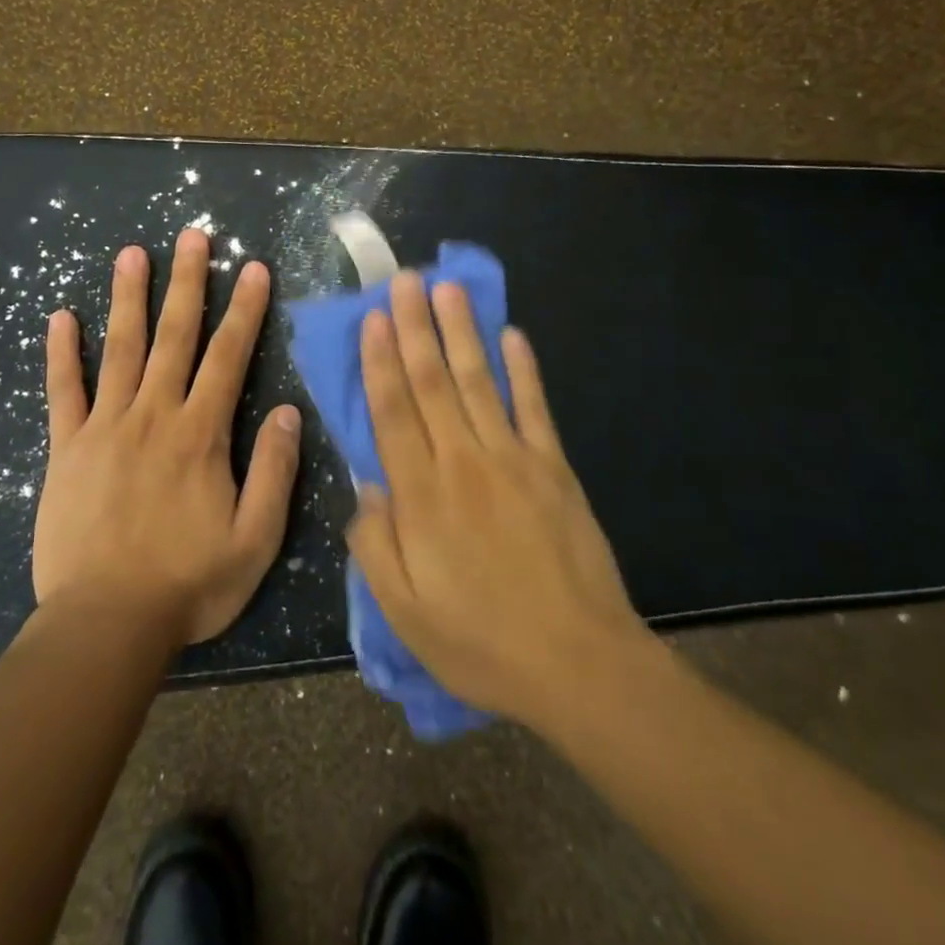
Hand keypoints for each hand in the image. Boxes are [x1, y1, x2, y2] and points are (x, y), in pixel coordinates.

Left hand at [35, 228, 301, 647]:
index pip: (229, 356)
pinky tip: (61, 317)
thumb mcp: (255, 539)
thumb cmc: (189, 584)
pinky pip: (63, 391)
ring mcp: (105, 427)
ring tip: (132, 253)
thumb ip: (275, 472)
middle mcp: (154, 415)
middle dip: (187, 282)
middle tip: (191, 235)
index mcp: (200, 434)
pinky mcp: (66, 448)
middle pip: (174, 336)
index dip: (244, 309)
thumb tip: (289, 411)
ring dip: (128, 298)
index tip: (251, 267)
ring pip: (119, 348)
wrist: (105, 625)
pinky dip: (62, 352)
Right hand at [346, 271, 657, 731]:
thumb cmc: (480, 642)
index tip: (375, 318)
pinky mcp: (554, 468)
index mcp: (422, 496)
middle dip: (416, 327)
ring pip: (479, 382)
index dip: (381, 361)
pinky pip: (535, 408)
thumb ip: (374, 544)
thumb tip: (365, 484)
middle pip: (433, 383)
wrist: (579, 665)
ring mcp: (513, 459)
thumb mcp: (404, 612)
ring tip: (449, 288)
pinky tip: (514, 335)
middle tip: (406, 280)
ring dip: (462, 332)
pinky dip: (525, 369)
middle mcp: (463, 462)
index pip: (393, 412)